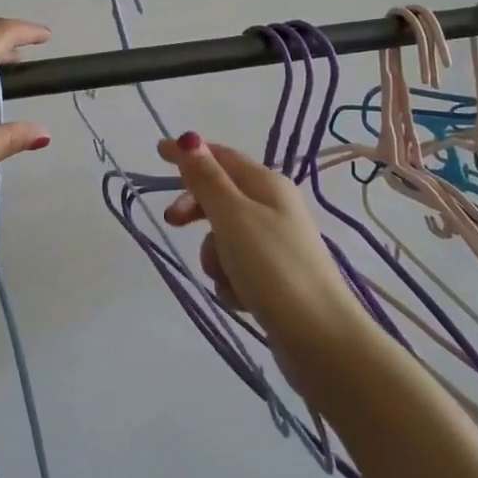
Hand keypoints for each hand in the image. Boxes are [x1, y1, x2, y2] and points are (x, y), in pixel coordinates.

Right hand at [157, 133, 366, 360]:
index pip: (221, 157)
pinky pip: (236, 268)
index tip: (157, 152)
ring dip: (214, 255)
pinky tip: (240, 298)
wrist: (320, 339)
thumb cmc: (273, 267)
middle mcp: (273, 208)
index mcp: (267, 184)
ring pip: (224, 237)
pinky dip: (230, 280)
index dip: (189, 153)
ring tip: (226, 276)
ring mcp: (275, 244)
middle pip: (220, 196)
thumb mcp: (232, 216)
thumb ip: (207, 179)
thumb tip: (189, 139)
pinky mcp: (274, 278)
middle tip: (172, 222)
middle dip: (196, 210)